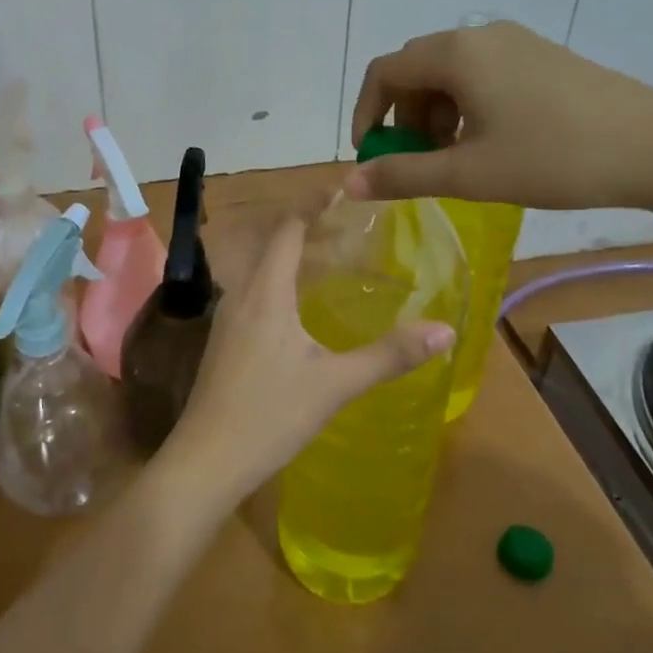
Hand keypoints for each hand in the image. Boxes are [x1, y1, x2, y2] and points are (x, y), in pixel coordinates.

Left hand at [152, 218, 454, 509]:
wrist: (206, 461)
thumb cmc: (269, 415)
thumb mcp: (335, 385)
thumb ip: (389, 355)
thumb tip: (445, 330)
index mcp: (265, 293)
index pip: (286, 229)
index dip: (312, 206)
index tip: (343, 191)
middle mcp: (241, 295)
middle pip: (271, 245)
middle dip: (308, 229)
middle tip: (351, 228)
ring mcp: (227, 320)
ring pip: (261, 271)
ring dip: (293, 258)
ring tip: (333, 261)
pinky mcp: (224, 343)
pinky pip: (255, 294)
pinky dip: (281, 284)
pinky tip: (303, 309)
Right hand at [346, 20, 652, 211]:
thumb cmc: (553, 158)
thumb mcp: (469, 174)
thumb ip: (403, 175)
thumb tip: (349, 183)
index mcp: (456, 54)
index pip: (384, 72)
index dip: (366, 114)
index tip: (373, 157)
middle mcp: (481, 36)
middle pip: (416, 69)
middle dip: (402, 117)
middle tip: (417, 162)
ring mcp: (516, 43)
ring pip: (450, 74)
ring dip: (435, 114)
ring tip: (455, 159)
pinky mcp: (541, 57)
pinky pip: (482, 74)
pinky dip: (467, 107)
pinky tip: (491, 143)